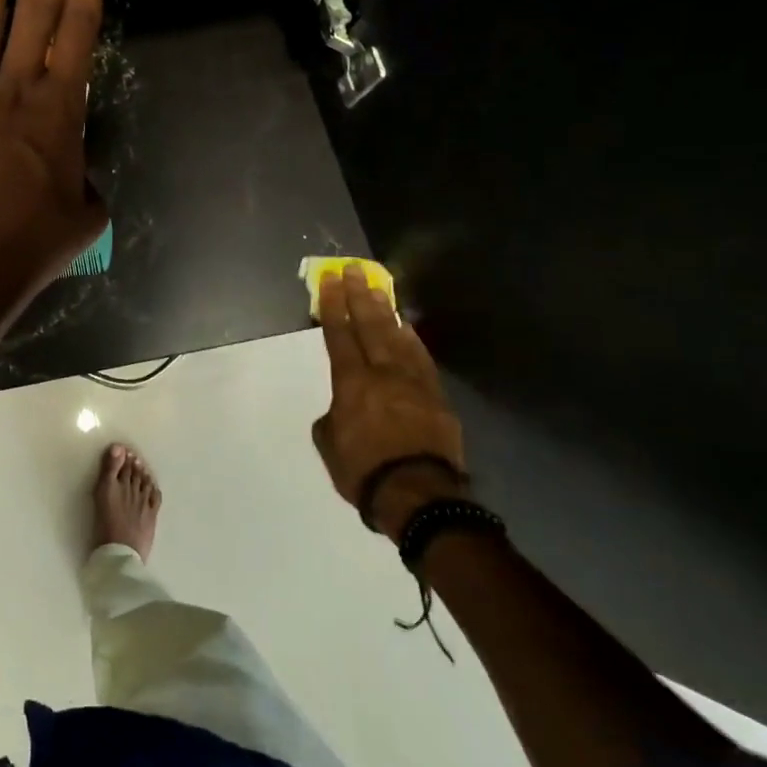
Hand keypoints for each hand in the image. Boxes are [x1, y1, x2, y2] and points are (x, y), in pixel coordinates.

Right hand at [312, 265, 468, 539]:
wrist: (420, 497)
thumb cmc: (364, 471)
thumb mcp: (330, 445)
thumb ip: (332, 418)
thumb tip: (341, 410)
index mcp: (351, 383)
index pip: (339, 335)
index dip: (332, 306)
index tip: (329, 281)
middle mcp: (383, 373)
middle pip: (369, 325)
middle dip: (359, 295)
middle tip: (354, 270)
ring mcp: (414, 383)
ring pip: (398, 337)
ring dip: (386, 311)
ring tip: (379, 289)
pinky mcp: (437, 397)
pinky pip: (422, 359)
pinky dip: (412, 339)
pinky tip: (407, 328)